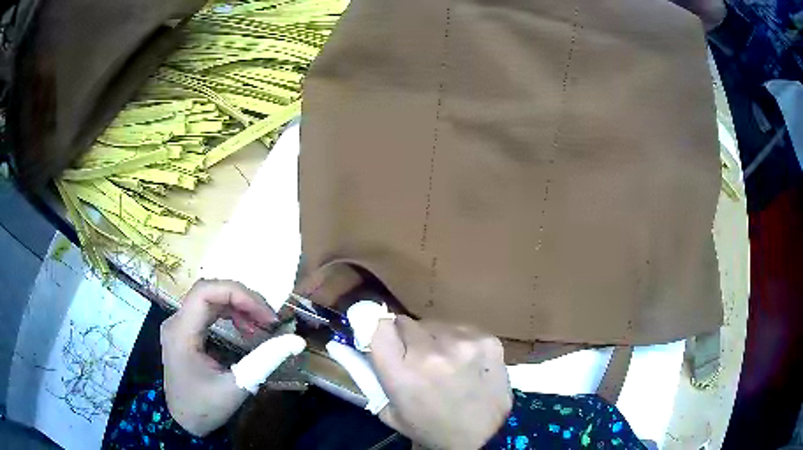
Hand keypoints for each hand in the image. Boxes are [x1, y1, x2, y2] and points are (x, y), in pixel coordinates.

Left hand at [160, 279, 304, 436]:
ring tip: (262, 324)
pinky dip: (231, 315)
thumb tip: (297, 340)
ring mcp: (179, 325)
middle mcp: (176, 322)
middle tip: (270, 320)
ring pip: (209, 299)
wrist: (184, 423)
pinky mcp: (186, 332)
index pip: (206, 292)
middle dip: (243, 300)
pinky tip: (246, 329)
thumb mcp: (237, 387)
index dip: (238, 294)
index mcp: (181, 332)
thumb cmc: (205, 408)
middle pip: (209, 292)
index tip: (266, 315)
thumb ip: (265, 361)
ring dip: (238, 306)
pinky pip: (208, 312)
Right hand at [369, 316, 512, 448]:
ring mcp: (462, 344)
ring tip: (445, 362)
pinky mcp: (487, 340)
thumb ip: (373, 378)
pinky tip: (466, 362)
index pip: (379, 326)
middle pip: (406, 322)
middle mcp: (430, 353)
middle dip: (406, 338)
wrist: (486, 436)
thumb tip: (359, 347)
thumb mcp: (390, 412)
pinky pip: (462, 329)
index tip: (386, 339)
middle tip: (417, 358)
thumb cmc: (432, 428)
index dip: (380, 331)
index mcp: (401, 373)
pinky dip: (459, 341)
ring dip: (434, 339)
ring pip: (435, 324)